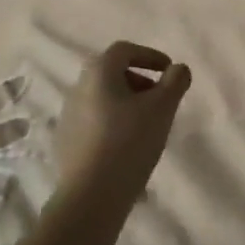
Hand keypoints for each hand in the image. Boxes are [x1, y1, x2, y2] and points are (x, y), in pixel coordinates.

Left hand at [55, 42, 191, 204]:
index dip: (149, 56)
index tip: (168, 71)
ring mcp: (68, 116)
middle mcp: (78, 88)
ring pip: (103, 98)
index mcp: (98, 73)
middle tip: (160, 99)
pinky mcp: (66, 141)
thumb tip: (178, 68)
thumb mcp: (162, 108)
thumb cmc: (130, 142)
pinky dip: (114, 123)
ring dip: (126, 103)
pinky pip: (95, 122)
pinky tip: (128, 146)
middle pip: (111, 73)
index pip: (124, 51)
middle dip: (139, 81)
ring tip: (147, 125)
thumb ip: (175, 82)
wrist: (92, 193)